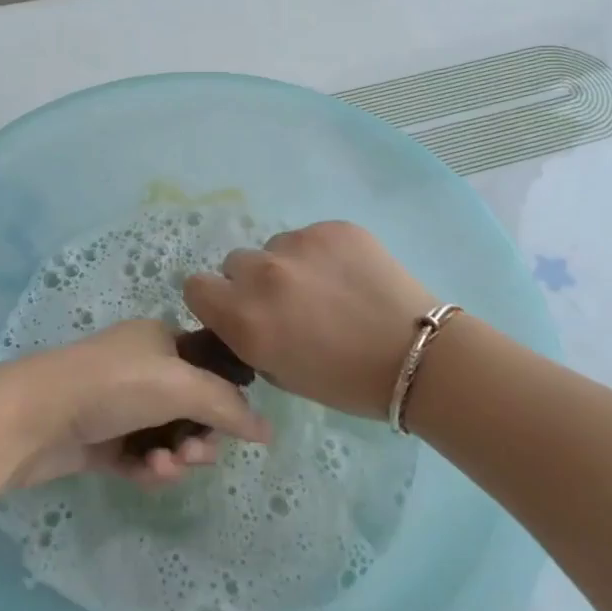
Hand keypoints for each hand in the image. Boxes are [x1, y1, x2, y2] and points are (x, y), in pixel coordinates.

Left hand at [0, 319, 270, 487]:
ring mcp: (118, 406)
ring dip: (176, 456)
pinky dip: (149, 468)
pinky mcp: (100, 441)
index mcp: (160, 340)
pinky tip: (147, 475)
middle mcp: (141, 369)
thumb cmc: (112, 386)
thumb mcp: (180, 385)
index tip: (236, 424)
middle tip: (195, 453)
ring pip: (168, 437)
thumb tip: (267, 430)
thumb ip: (228, 406)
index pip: (210, 365)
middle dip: (201, 434)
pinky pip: (141, 457)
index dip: (227, 396)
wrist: (31, 417)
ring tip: (164, 467)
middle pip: (192, 407)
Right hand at [183, 221, 435, 418]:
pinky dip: (321, 254)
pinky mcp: (332, 228)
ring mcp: (299, 245)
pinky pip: (310, 236)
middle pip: (235, 263)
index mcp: (244, 318)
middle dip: (251, 281)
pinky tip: (349, 276)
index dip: (214, 299)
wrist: (416, 357)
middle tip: (287, 303)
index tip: (235, 309)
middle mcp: (262, 275)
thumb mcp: (279, 372)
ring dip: (287, 265)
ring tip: (326, 289)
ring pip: (274, 247)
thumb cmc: (345, 382)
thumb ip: (247, 337)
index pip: (195, 286)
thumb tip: (242, 315)